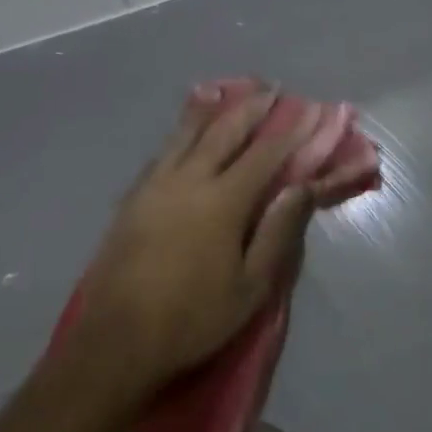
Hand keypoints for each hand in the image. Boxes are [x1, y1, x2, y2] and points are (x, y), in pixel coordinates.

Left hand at [40, 84, 317, 424]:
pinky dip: (181, 133)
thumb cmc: (194, 319)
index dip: (294, 132)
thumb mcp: (251, 285)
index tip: (314, 111)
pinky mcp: (132, 200)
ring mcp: (153, 187)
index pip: (266, 155)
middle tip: (273, 88)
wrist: (116, 343)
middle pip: (224, 132)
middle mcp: (187, 181)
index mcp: (222, 202)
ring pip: (186, 135)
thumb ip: (277, 231)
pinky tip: (185, 130)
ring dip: (212, 110)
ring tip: (226, 88)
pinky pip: (162, 153)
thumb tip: (301, 186)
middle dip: (253, 108)